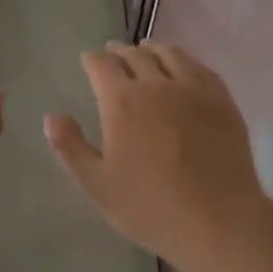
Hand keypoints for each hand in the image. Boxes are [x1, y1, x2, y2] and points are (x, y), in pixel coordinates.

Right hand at [45, 42, 266, 269]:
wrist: (219, 221)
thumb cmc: (151, 207)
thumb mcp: (97, 185)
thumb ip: (70, 148)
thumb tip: (52, 117)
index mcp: (121, 101)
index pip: (101, 65)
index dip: (92, 59)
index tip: (88, 60)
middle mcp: (156, 84)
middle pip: (134, 55)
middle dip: (119, 52)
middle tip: (113, 54)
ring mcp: (193, 89)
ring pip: (169, 54)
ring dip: (152, 50)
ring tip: (146, 51)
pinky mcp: (221, 100)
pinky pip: (199, 67)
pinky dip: (184, 60)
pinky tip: (183, 66)